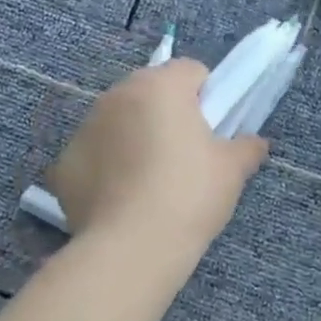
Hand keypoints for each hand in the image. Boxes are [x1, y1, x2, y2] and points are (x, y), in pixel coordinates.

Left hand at [45, 60, 268, 260]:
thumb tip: (256, 143)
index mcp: (161, 85)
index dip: (207, 97)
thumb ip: (246, 147)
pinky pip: (94, 154)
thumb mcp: (232, 171)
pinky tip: (121, 200)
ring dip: (134, 137)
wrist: (130, 250)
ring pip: (119, 120)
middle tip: (184, 155)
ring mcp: (86, 127)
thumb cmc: (189, 196)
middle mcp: (118, 95)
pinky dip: (107, 168)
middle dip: (167, 114)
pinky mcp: (64, 162)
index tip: (213, 130)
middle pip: (151, 91)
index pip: (191, 71)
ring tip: (151, 181)